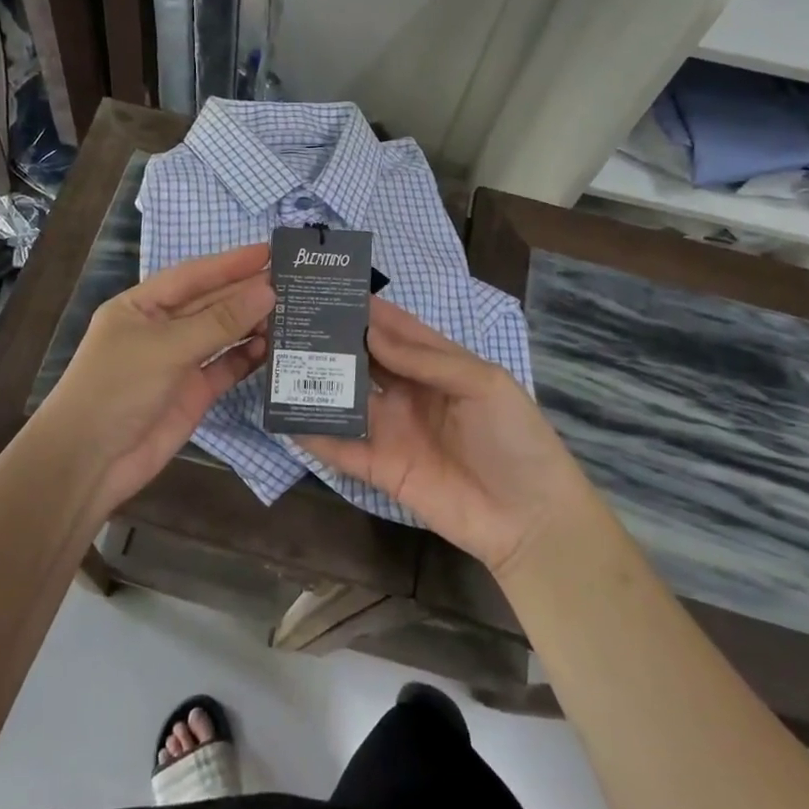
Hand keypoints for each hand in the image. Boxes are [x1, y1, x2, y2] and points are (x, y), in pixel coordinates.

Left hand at [34, 243, 273, 517]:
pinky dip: (248, 357)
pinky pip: (226, 366)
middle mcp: (162, 328)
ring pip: (222, 334)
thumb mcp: (167, 347)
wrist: (90, 461)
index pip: (193, 276)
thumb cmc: (118, 388)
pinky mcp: (194, 392)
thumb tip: (267, 291)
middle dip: (247, 292)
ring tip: (292, 312)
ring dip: (252, 324)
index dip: (230, 263)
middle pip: (211, 303)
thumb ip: (219, 321)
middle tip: (293, 281)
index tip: (270, 251)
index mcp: (142, 305)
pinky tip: (272, 348)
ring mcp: (179, 361)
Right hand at [299, 297, 586, 575]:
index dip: (366, 310)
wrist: (530, 520)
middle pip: (365, 360)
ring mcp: (392, 431)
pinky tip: (284, 416)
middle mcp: (409, 393)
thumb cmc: (515, 439)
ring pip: (347, 399)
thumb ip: (427, 358)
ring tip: (278, 359)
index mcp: (438, 366)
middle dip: (334, 340)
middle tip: (292, 318)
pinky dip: (314, 433)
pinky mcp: (380, 469)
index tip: (328, 288)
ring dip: (318, 382)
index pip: (396, 330)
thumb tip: (371, 333)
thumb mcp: (484, 384)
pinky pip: (342, 448)